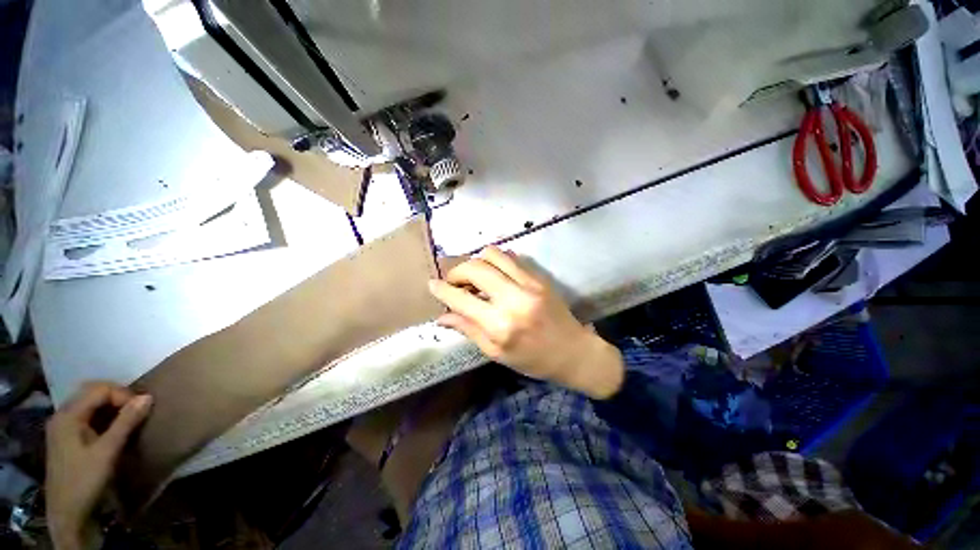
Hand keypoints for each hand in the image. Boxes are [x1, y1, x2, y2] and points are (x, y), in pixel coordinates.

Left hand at [46, 382, 152, 548]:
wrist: (68, 513)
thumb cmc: (86, 480)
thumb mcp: (107, 452)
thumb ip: (126, 422)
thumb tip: (148, 397)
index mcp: (68, 415)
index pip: (99, 389)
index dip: (122, 395)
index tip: (141, 410)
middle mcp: (62, 414)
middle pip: (91, 392)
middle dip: (116, 396)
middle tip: (136, 410)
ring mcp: (62, 426)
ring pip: (89, 403)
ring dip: (110, 406)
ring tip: (128, 418)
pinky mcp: (66, 436)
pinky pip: (85, 415)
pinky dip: (102, 415)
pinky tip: (112, 428)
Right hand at [428, 246, 623, 397]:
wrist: (573, 351)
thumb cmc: (533, 360)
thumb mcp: (496, 353)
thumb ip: (468, 330)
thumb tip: (442, 316)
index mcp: (500, 325)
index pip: (461, 299)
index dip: (442, 290)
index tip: (431, 284)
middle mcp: (513, 299)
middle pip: (475, 268)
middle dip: (457, 271)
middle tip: (453, 282)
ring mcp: (529, 284)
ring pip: (492, 254)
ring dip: (476, 261)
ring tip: (473, 275)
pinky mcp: (539, 277)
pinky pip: (511, 257)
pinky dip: (495, 261)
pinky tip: (493, 273)